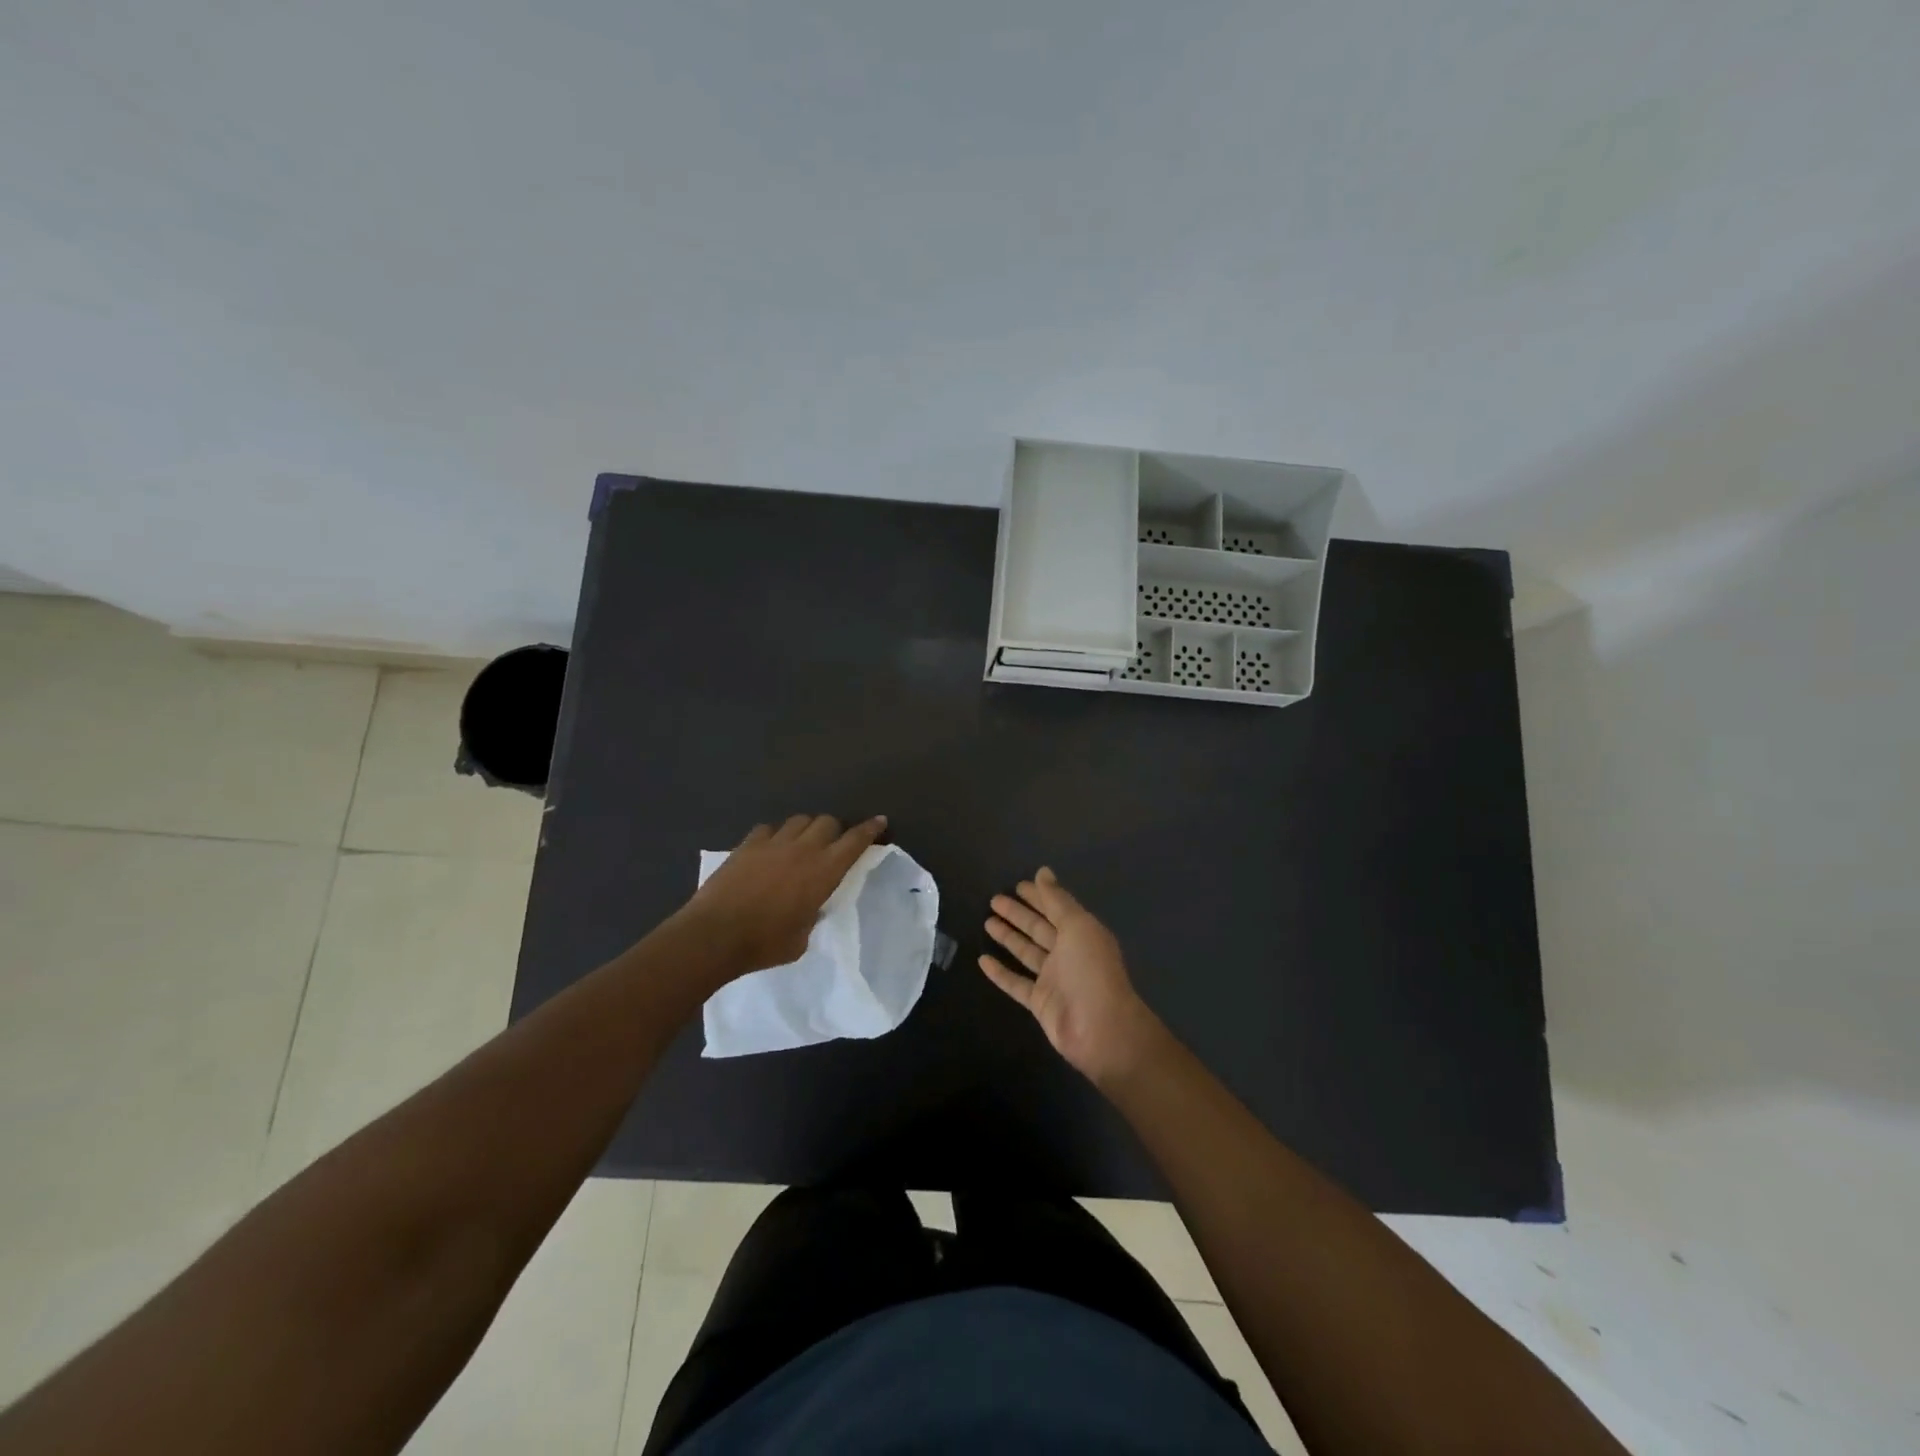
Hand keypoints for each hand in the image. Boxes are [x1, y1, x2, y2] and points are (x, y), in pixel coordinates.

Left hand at [680, 813, 887, 973]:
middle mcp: (803, 849)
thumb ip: (812, 913)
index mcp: (824, 871)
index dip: (870, 829)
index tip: (880, 821)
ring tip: (802, 843)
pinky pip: (768, 829)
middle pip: (827, 822)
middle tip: (833, 844)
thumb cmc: (764, 944)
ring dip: (806, 828)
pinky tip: (771, 848)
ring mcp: (773, 843)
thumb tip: (809, 907)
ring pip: (799, 820)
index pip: (854, 841)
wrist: (715, 935)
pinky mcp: (747, 845)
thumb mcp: (802, 937)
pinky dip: (775, 835)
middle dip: (835, 829)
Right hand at [981, 867, 1164, 1086]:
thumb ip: (1057, 900)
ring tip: (986, 922)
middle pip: (1039, 928)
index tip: (1017, 885)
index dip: (1038, 896)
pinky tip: (982, 960)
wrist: (1099, 1028)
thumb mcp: (1077, 926)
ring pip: (1026, 953)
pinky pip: (1016, 983)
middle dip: (1019, 914)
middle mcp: (1068, 953)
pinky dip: (1000, 972)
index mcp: (1081, 933)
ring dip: (1008, 937)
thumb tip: (1043, 871)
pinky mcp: (1039, 1002)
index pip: (1056, 908)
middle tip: (994, 900)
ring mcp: (1053, 979)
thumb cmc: (1091, 970)